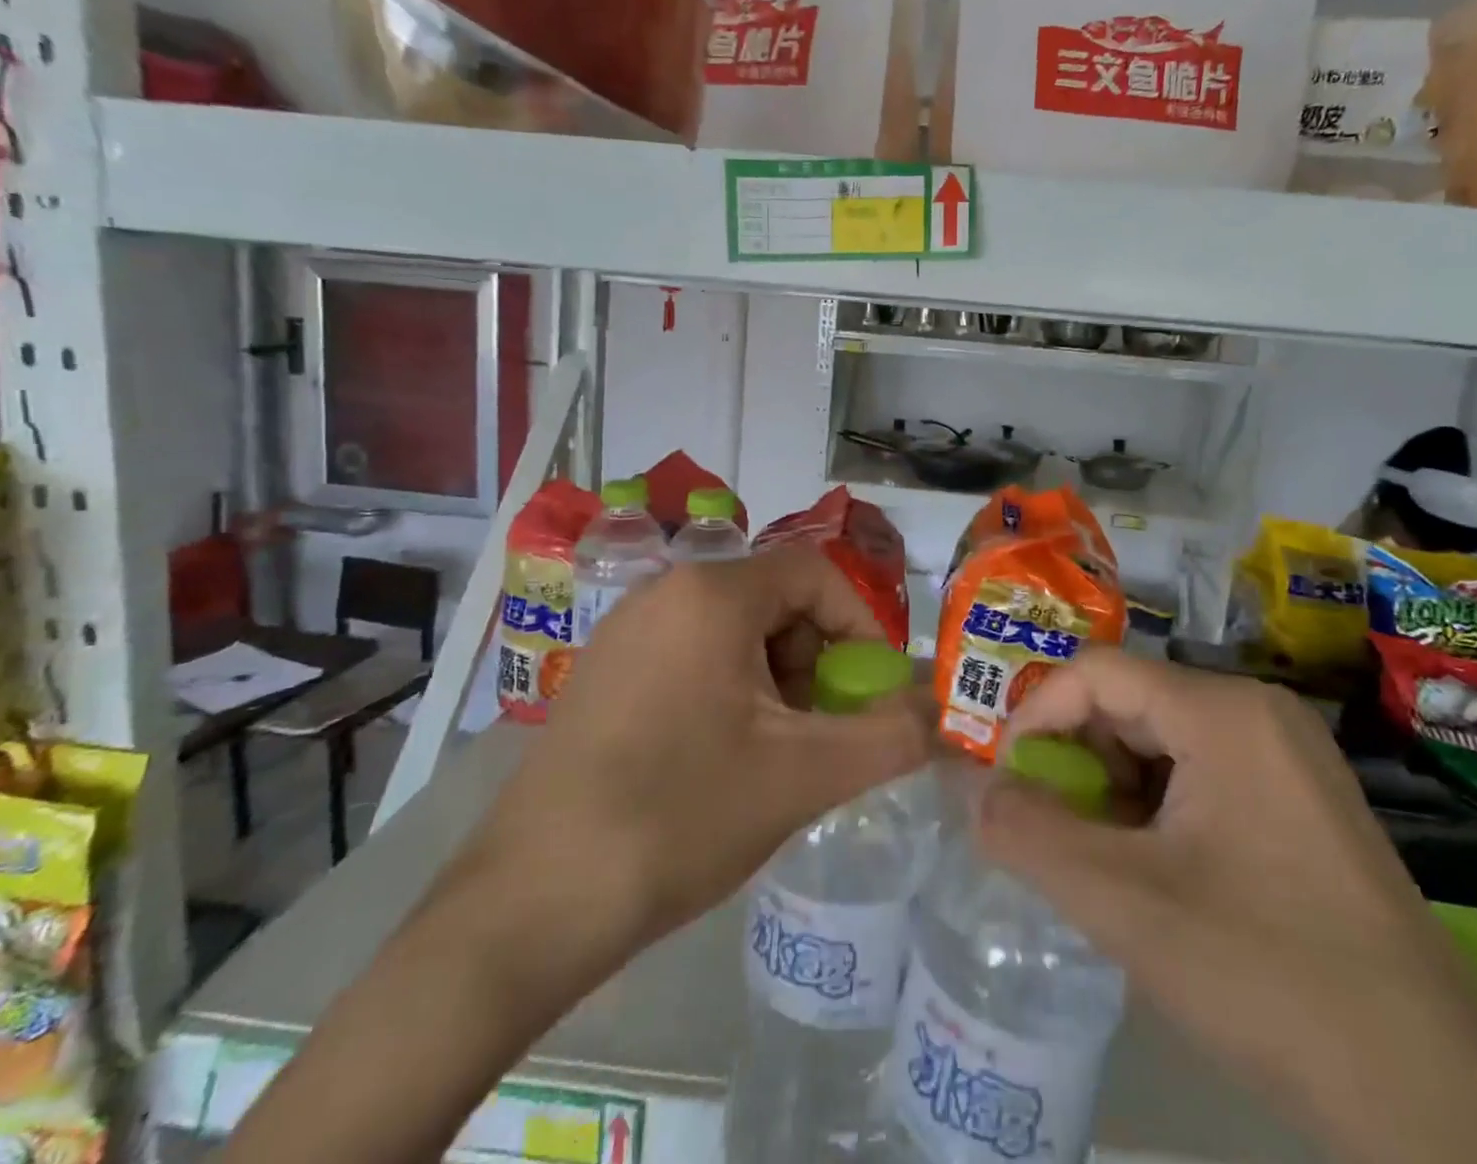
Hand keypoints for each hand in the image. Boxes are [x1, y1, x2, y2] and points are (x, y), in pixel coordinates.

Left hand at [225, 544, 933, 1163]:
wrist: (532, 904)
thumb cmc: (680, 816)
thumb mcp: (804, 775)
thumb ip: (890, 735)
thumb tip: (945, 710)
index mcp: (711, 593)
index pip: (816, 573)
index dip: (861, 625)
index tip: (872, 692)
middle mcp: (664, 590)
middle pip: (775, 601)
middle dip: (815, 659)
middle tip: (821, 731)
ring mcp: (625, 630)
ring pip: (735, 631)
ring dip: (775, 680)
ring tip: (774, 754)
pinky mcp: (604, 672)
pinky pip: (691, 656)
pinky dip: (729, 691)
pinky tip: (720, 758)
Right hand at [977, 649, 1476, 1163]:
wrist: (1430, 1098)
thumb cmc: (1266, 974)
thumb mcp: (1125, 904)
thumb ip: (1032, 836)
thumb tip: (977, 793)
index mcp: (1223, 710)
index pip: (1095, 672)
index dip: (1035, 715)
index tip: (1008, 784)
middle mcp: (1258, 711)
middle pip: (1130, 703)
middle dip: (1076, 760)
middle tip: (1049, 829)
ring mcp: (1287, 755)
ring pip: (1162, 742)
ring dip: (1112, 789)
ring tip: (1097, 858)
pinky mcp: (1300, 800)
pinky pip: (1201, 774)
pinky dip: (1155, 808)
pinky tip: (1152, 871)